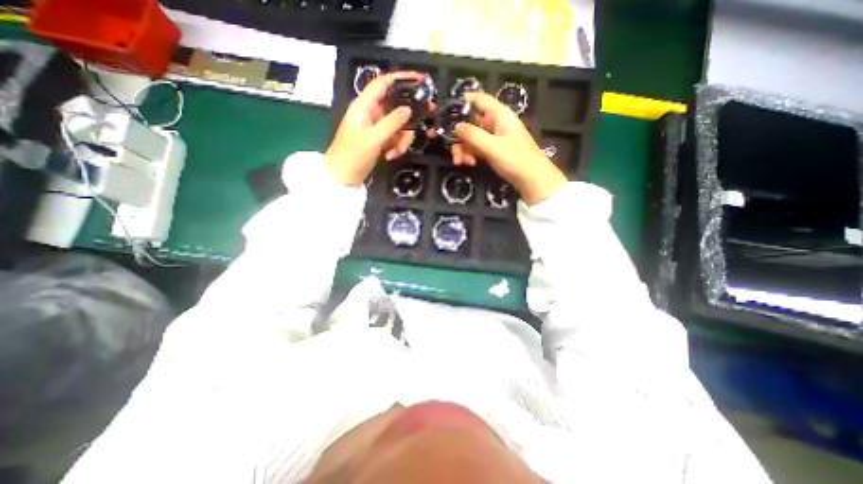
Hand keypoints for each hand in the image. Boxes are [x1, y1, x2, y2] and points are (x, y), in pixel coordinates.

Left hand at [325, 71, 425, 187]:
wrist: (343, 176)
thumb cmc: (353, 154)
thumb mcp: (373, 138)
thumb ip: (392, 123)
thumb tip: (409, 109)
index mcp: (365, 105)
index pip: (384, 83)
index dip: (401, 78)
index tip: (420, 79)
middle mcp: (373, 113)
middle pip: (397, 106)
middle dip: (409, 116)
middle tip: (426, 118)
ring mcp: (378, 127)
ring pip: (400, 125)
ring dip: (402, 139)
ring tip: (395, 152)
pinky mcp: (381, 140)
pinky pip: (396, 138)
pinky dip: (397, 147)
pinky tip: (390, 156)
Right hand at [453, 90, 567, 204]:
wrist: (532, 180)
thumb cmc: (516, 160)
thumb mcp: (493, 147)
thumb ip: (473, 136)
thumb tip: (456, 126)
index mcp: (499, 115)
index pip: (478, 99)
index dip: (461, 102)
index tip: (445, 112)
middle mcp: (494, 123)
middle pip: (470, 121)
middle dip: (458, 134)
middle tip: (446, 146)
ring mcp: (493, 137)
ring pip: (470, 137)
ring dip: (462, 148)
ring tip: (461, 162)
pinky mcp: (492, 150)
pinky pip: (475, 148)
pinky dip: (470, 154)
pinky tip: (470, 163)